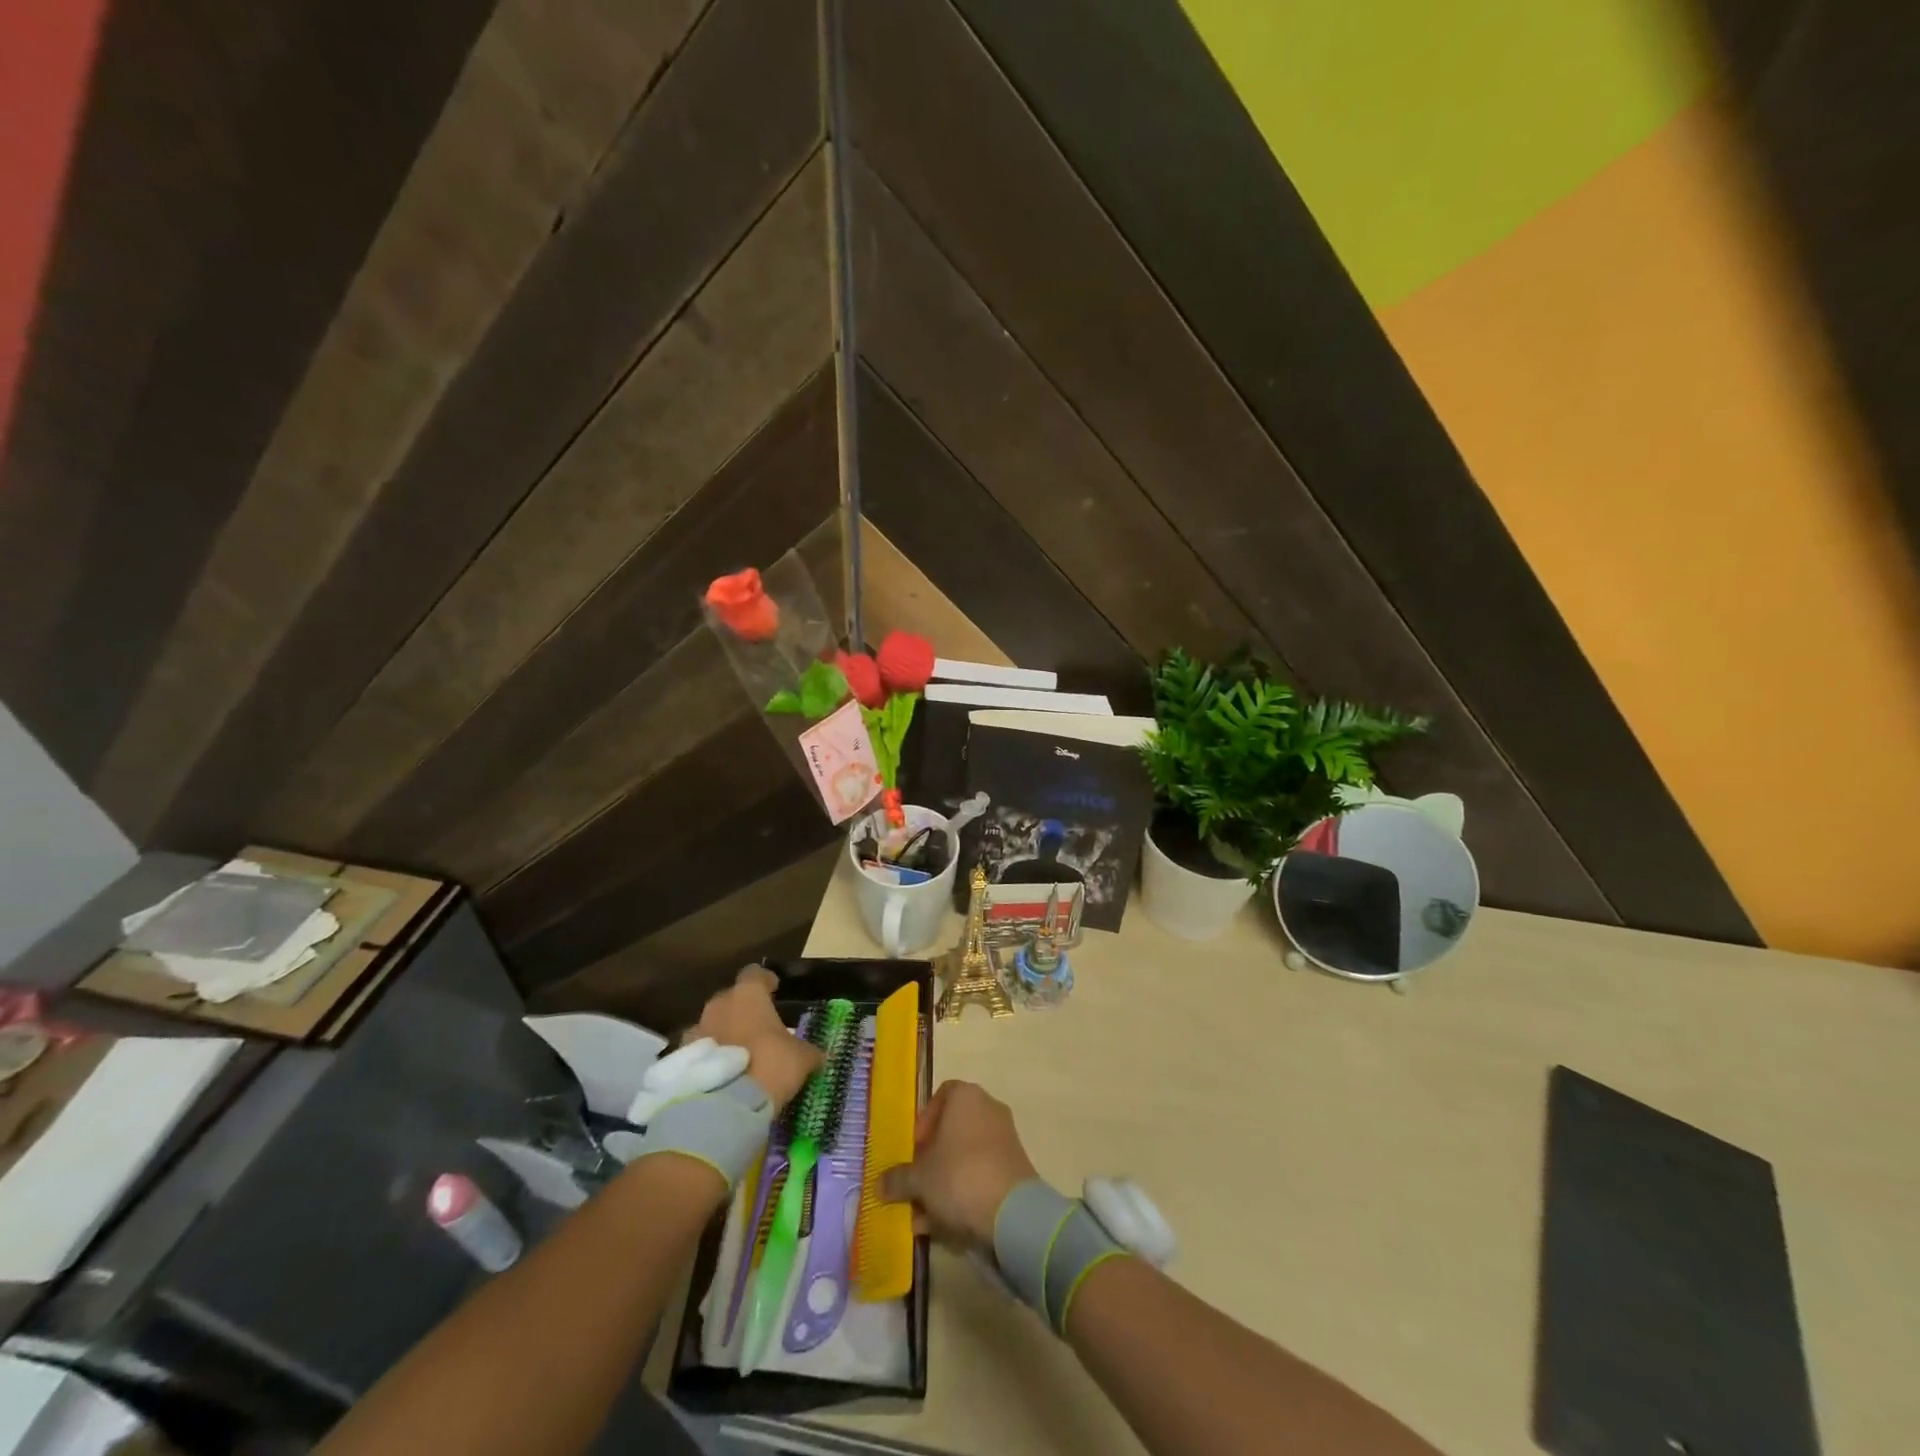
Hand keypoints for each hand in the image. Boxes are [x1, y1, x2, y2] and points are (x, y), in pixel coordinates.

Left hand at [688, 966, 819, 1112]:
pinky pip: (700, 1050)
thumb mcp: (801, 1058)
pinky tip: (723, 1072)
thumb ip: (808, 1051)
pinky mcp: (683, 1058)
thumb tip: (818, 1055)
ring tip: (739, 1053)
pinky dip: (711, 1056)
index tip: (774, 989)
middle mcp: (719, 1004)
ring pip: (713, 1023)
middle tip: (758, 1026)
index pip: (755, 973)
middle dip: (743, 1009)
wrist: (726, 1105)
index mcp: (748, 994)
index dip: (765, 981)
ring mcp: (697, 1029)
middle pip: (731, 998)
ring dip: (724, 1032)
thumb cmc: (770, 1065)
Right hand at [879, 1080, 1037, 1249]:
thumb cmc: (959, 1176)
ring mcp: (1005, 1138)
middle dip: (932, 1158)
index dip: (924, 1122)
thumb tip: (879, 1184)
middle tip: (916, 1183)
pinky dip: (963, 1193)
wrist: (1012, 1212)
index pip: (941, 1096)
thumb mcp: (918, 1178)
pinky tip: (944, 1224)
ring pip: (965, 1156)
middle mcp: (988, 1108)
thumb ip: (897, 1178)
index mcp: (966, 1096)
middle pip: (953, 1129)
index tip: (914, 1149)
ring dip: (944, 1181)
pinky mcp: (1015, 1167)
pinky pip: (981, 1174)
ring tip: (924, 1215)